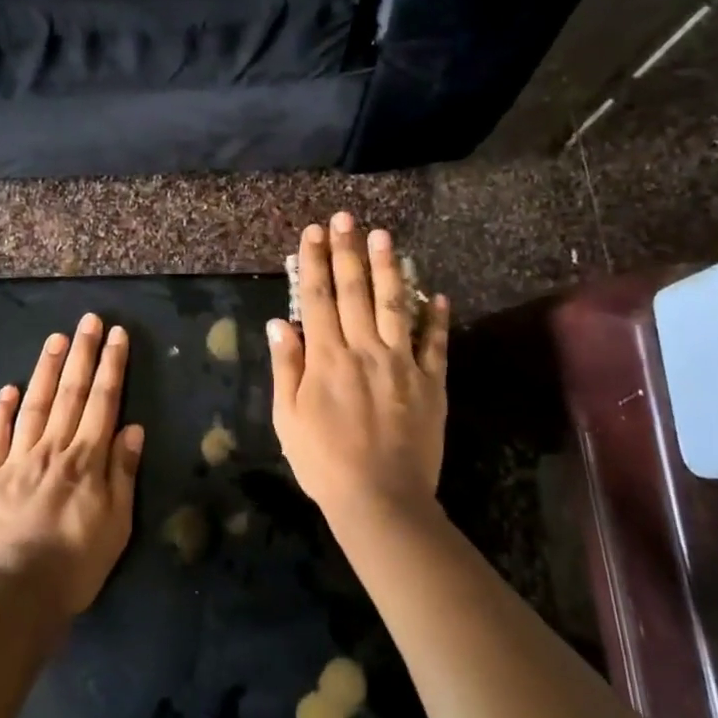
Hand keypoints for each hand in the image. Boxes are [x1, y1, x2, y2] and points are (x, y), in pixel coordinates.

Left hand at [0, 315, 143, 617]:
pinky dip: (2, 410)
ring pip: (35, 405)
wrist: (13, 596)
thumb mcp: (116, 525)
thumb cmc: (75, 566)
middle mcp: (52, 450)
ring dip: (47, 370)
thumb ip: (122, 473)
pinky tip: (9, 389)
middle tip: (89, 320)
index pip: (103, 402)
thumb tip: (132, 428)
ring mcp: (16, 460)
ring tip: (56, 340)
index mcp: (86, 461)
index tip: (117, 335)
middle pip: (71, 394)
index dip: (111, 366)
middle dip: (83, 354)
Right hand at [268, 212, 449, 528]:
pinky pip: (435, 344)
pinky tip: (437, 293)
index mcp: (326, 358)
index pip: (317, 298)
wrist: (380, 499)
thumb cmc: (323, 462)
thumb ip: (285, 367)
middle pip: (354, 291)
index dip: (314, 262)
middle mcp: (364, 350)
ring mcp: (402, 364)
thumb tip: (280, 322)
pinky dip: (437, 318)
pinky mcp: (431, 383)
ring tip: (385, 236)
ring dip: (389, 268)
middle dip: (347, 251)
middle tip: (345, 218)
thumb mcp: (287, 419)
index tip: (313, 233)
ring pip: (396, 305)